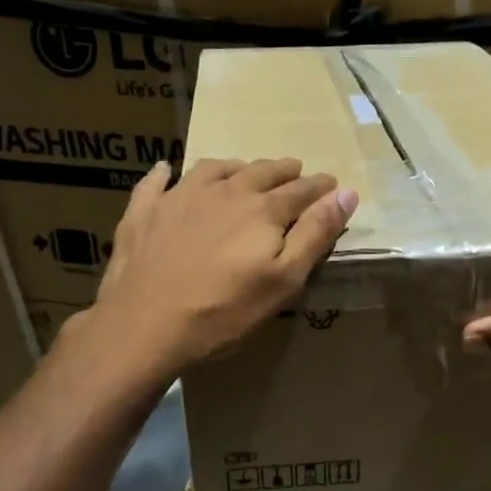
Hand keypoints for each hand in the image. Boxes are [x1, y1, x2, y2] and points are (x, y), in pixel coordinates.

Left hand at [78, 158, 357, 376]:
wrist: (145, 324)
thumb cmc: (224, 311)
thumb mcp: (283, 279)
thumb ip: (316, 233)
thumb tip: (346, 193)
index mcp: (262, 209)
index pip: (300, 190)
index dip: (319, 186)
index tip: (331, 182)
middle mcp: (224, 191)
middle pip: (261, 172)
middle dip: (283, 170)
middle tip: (295, 169)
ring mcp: (180, 197)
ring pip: (214, 169)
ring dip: (235, 166)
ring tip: (243, 169)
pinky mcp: (144, 211)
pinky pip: (156, 182)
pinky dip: (165, 173)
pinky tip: (166, 170)